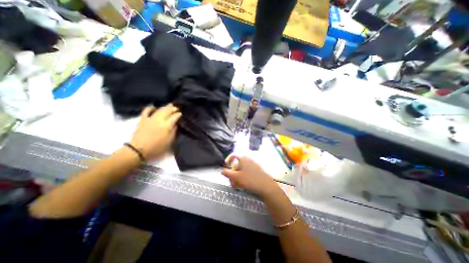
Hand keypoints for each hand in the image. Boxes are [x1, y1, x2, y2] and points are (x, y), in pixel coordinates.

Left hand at [129, 105, 181, 159]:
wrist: (139, 149)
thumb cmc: (157, 147)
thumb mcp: (170, 141)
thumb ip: (174, 132)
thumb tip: (176, 124)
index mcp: (167, 125)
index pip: (175, 117)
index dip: (179, 114)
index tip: (181, 114)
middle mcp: (160, 120)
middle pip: (168, 111)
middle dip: (173, 109)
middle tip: (177, 108)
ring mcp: (151, 118)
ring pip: (160, 110)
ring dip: (165, 107)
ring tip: (170, 105)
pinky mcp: (143, 119)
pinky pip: (147, 111)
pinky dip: (150, 108)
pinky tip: (154, 107)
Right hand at [222, 156, 279, 196]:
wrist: (265, 185)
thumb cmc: (249, 180)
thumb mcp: (236, 177)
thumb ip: (227, 173)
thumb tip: (222, 170)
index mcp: (242, 158)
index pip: (233, 155)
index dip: (228, 160)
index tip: (226, 166)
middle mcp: (248, 158)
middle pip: (237, 163)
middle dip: (233, 171)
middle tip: (232, 180)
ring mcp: (253, 163)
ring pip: (242, 168)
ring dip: (238, 175)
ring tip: (237, 184)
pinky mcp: (257, 168)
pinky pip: (248, 170)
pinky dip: (244, 175)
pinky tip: (244, 183)